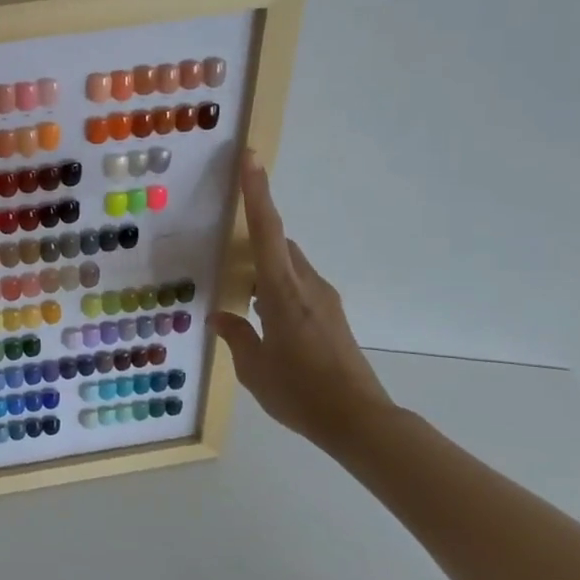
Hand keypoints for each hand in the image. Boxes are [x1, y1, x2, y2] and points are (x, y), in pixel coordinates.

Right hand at [209, 151, 397, 449]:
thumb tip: (220, 316)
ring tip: (239, 293)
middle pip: (279, 245)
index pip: (268, 232)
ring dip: (264, 269)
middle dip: (255, 236)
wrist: (359, 420)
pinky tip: (261, 317)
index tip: (251, 159)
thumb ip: (236, 335)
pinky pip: (297, 286)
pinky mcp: (331, 317)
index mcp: (283, 292)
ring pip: (288, 267)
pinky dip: (275, 288)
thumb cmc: (300, 392)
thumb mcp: (254, 368)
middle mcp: (307, 286)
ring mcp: (323, 301)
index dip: (258, 193)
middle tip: (225, 246)